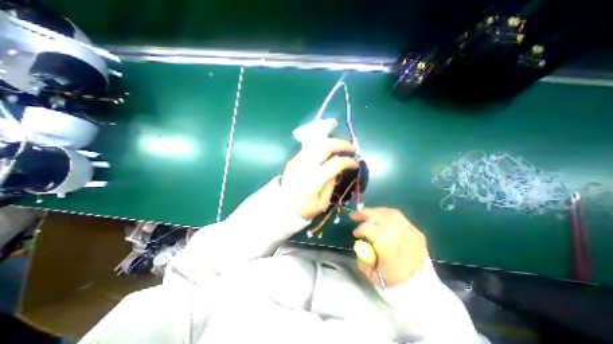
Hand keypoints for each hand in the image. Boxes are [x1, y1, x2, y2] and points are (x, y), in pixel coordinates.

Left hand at [281, 139, 359, 219]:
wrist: (282, 206)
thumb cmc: (304, 208)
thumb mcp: (322, 203)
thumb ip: (331, 184)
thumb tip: (337, 169)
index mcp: (313, 181)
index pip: (334, 164)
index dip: (348, 161)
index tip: (355, 164)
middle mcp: (305, 167)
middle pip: (325, 146)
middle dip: (341, 144)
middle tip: (351, 149)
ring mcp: (297, 160)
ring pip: (316, 143)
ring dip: (331, 142)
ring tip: (340, 148)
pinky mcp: (293, 159)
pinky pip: (310, 148)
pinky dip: (321, 146)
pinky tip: (327, 152)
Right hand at [352, 206, 426, 287]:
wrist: (422, 287)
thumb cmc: (395, 281)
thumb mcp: (373, 274)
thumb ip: (362, 257)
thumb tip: (360, 244)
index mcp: (387, 245)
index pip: (369, 228)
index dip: (359, 229)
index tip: (355, 234)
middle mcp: (399, 234)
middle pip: (379, 216)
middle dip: (364, 213)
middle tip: (355, 215)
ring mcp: (410, 231)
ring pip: (390, 213)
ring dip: (376, 211)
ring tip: (368, 214)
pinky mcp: (417, 231)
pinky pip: (400, 217)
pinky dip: (388, 215)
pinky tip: (382, 218)